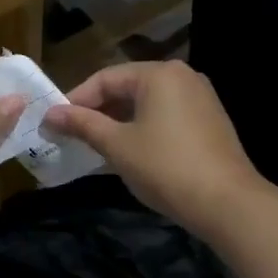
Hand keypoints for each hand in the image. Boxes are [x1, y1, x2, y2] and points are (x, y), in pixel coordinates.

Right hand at [42, 62, 263, 235]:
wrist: (228, 204)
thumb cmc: (165, 167)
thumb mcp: (117, 145)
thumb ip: (83, 124)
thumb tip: (50, 114)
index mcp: (159, 74)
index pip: (106, 78)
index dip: (76, 100)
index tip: (55, 124)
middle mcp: (183, 77)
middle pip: (128, 87)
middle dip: (98, 111)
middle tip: (72, 135)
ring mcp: (201, 98)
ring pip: (147, 103)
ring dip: (119, 122)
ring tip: (96, 145)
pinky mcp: (210, 121)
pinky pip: (166, 116)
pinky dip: (143, 128)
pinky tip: (130, 152)